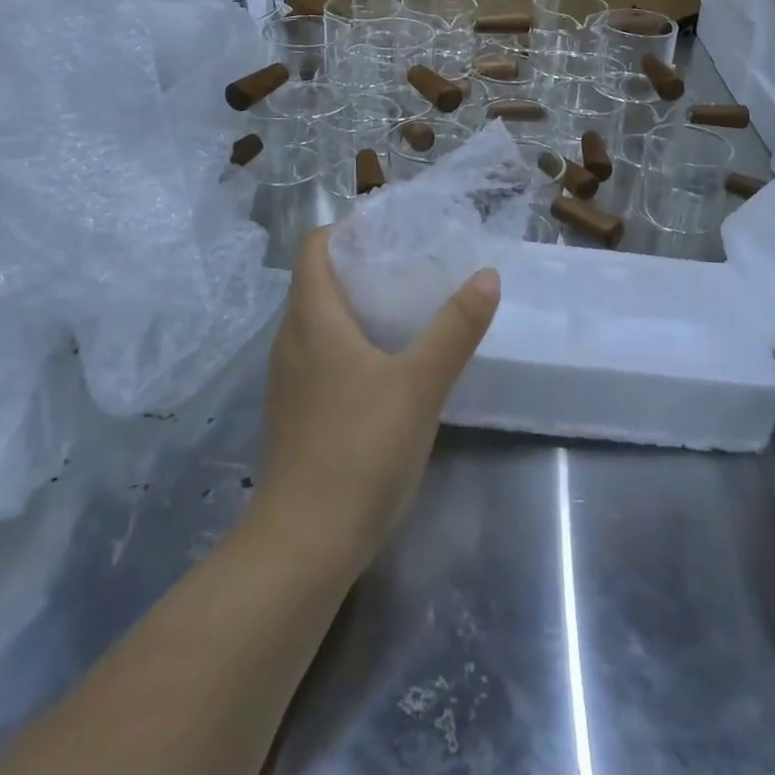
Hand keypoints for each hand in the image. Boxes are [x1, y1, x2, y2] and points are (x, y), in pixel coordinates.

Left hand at [254, 227, 499, 573]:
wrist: (304, 545)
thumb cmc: (360, 449)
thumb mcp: (420, 384)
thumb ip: (455, 328)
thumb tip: (486, 276)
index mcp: (312, 318)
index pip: (315, 247)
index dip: (348, 229)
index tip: (391, 231)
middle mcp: (290, 341)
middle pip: (316, 281)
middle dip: (359, 265)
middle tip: (410, 265)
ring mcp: (288, 381)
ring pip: (316, 321)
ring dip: (353, 306)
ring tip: (403, 308)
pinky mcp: (294, 414)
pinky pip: (317, 356)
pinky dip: (346, 343)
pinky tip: (383, 365)